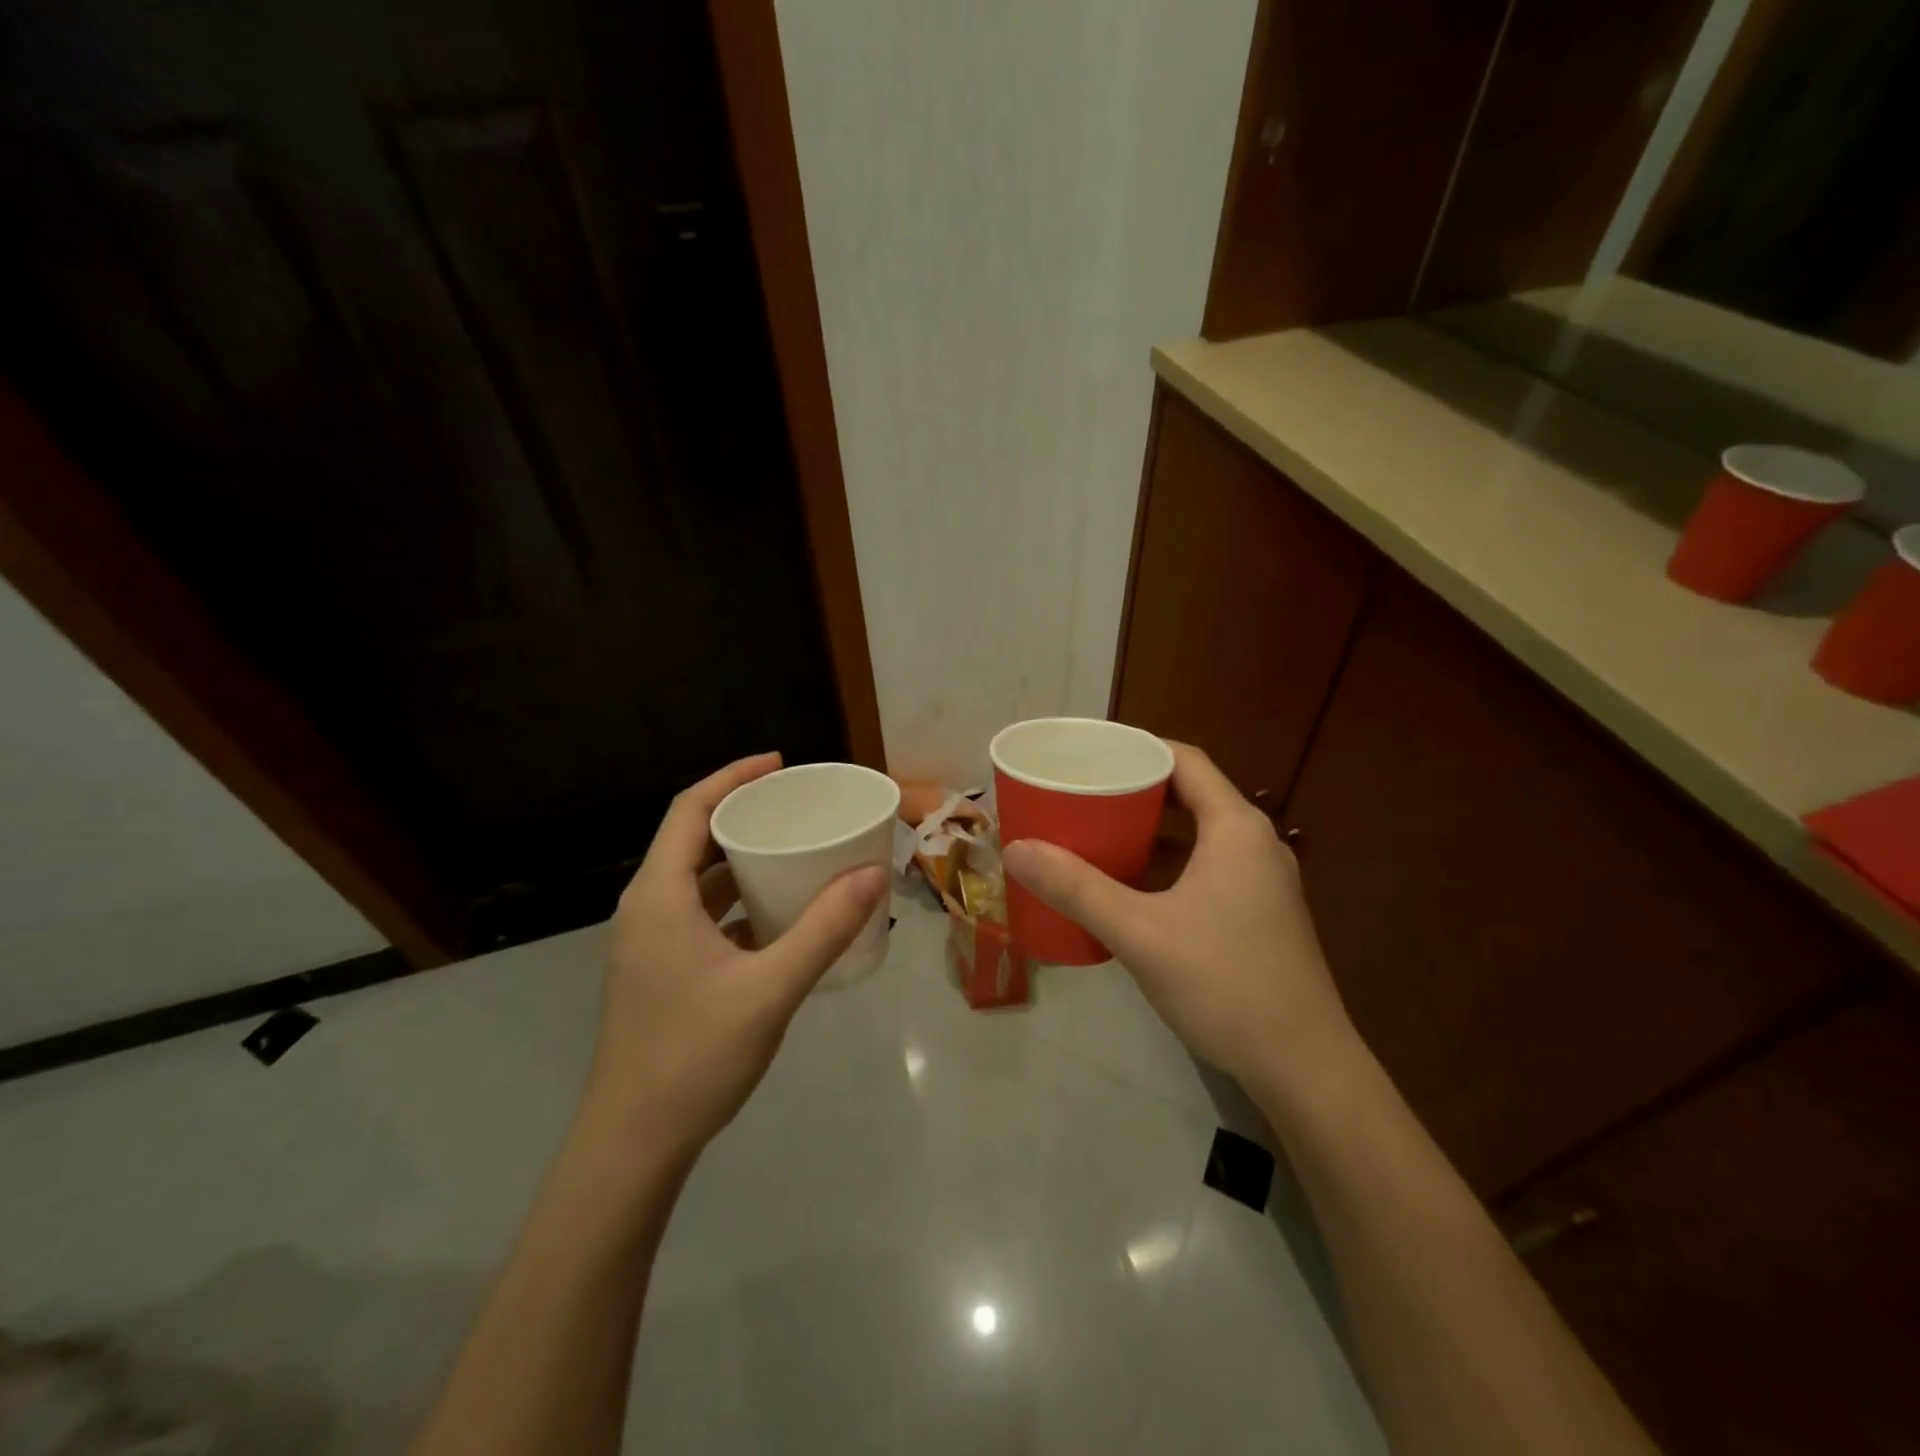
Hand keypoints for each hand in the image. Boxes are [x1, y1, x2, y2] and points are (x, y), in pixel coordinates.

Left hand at [585, 753, 887, 1159]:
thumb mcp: (770, 988)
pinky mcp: (660, 969)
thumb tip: (873, 873)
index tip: (780, 764)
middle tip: (797, 807)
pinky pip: (700, 913)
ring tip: (794, 850)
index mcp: (658, 896)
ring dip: (741, 859)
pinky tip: (778, 914)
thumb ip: (824, 929)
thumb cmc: (694, 1056)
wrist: (633, 1143)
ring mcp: (650, 941)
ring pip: (697, 879)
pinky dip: (737, 899)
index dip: (733, 777)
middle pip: (694, 839)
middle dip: (743, 814)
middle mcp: (646, 908)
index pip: (690, 810)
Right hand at [1001, 743, 1356, 1107]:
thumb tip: (1016, 849)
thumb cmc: (1224, 983)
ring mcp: (1263, 881)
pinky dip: (1170, 863)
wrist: (1304, 1066)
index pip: (1185, 760)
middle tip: (1083, 793)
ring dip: (1152, 829)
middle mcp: (1255, 843)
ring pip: (1200, 834)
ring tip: (1099, 832)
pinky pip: (1209, 866)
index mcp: (1235, 828)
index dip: (1137, 748)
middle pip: (1191, 794)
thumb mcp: (1140, 933)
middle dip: (1136, 789)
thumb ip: (1077, 888)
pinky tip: (1134, 886)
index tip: (1089, 754)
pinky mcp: (1261, 913)